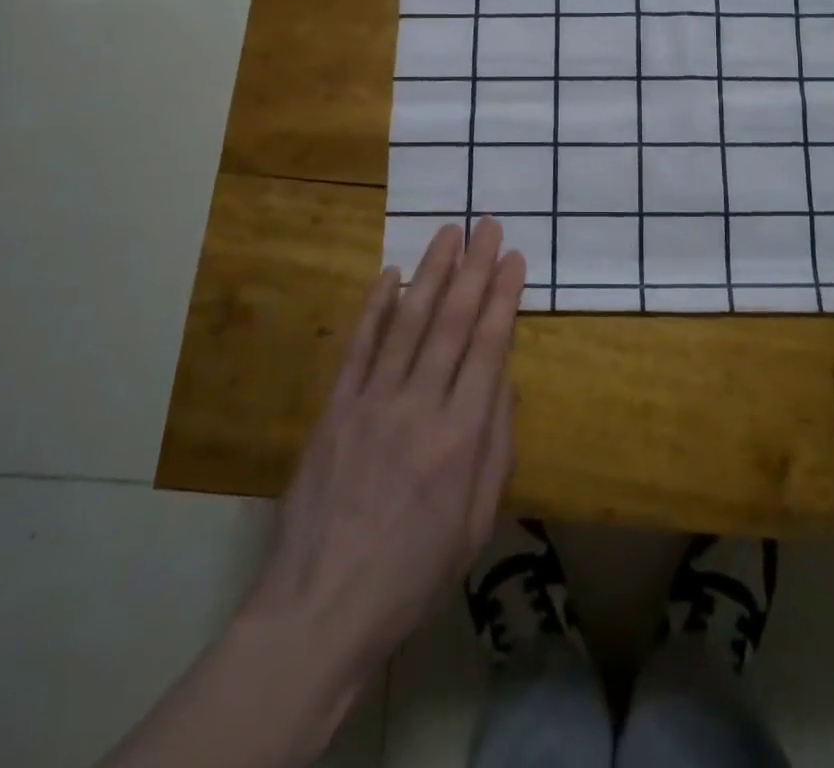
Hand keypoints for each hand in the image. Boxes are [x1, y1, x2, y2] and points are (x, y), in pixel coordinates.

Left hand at [97, 222, 524, 767]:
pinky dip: (375, 308)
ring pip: (408, 323)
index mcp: (461, 438)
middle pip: (452, 323)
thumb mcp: (476, 525)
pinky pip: (359, 348)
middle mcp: (420, 407)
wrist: (320, 608)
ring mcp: (372, 403)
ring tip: (448, 234)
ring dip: (431, 273)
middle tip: (486, 225)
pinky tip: (390, 275)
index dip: (503, 297)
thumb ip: (496, 449)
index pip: (489, 348)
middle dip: (474, 269)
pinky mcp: (335, 409)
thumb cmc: (412, 574)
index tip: (513, 258)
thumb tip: (506, 383)